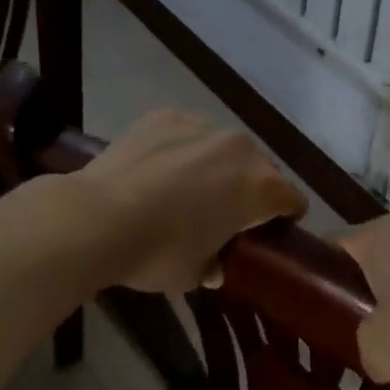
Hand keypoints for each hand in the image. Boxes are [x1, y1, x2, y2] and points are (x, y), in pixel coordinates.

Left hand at [77, 110, 307, 292]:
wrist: (97, 217)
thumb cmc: (158, 252)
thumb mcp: (195, 274)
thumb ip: (216, 265)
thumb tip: (216, 265)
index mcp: (259, 186)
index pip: (292, 199)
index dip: (284, 218)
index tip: (266, 234)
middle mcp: (239, 148)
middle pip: (259, 169)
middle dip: (250, 190)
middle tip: (224, 215)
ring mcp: (202, 125)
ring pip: (223, 148)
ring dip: (216, 166)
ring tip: (185, 189)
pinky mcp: (167, 115)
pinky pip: (188, 133)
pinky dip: (182, 149)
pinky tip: (157, 170)